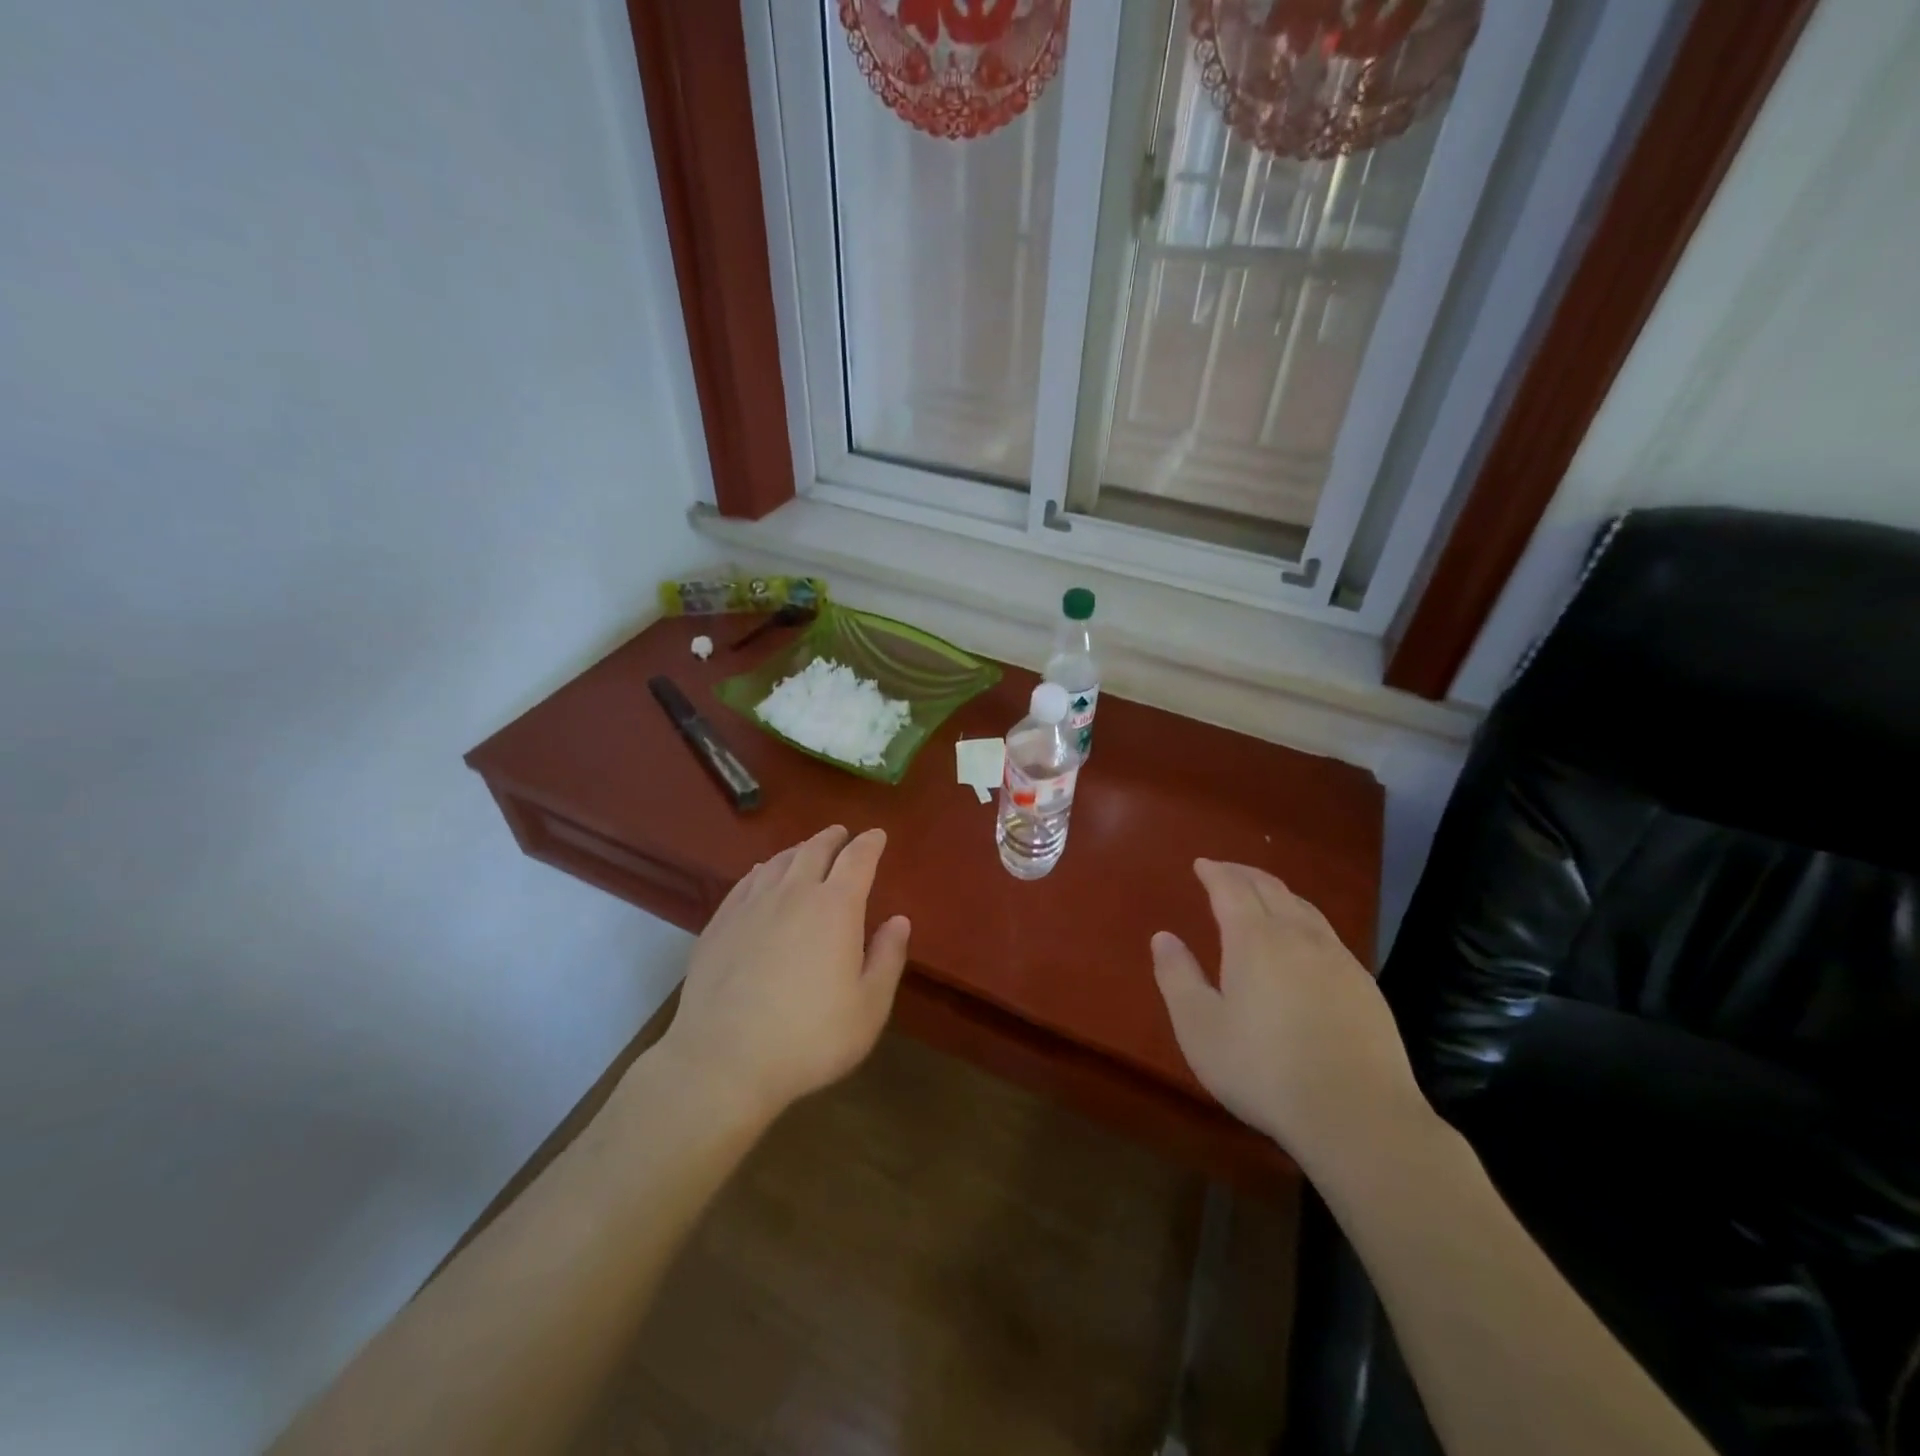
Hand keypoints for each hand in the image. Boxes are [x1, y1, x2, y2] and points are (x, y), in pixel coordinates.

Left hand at [657, 825, 910, 1125]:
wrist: (723, 1061)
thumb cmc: (809, 1038)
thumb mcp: (868, 1008)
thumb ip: (887, 958)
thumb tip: (899, 920)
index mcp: (835, 908)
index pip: (857, 860)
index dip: (870, 843)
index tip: (877, 835)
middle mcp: (793, 894)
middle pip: (815, 851)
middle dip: (833, 838)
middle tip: (842, 834)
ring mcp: (751, 906)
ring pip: (778, 863)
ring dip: (798, 850)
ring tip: (806, 850)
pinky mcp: (719, 924)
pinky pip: (746, 882)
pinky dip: (763, 870)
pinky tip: (762, 875)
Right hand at [1151, 859, 1427, 1168]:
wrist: (1358, 1116)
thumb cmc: (1264, 1071)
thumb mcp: (1200, 1028)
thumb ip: (1177, 977)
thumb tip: (1163, 937)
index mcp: (1255, 940)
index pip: (1231, 889)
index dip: (1214, 872)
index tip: (1201, 864)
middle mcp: (1298, 936)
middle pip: (1270, 888)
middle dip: (1244, 874)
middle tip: (1225, 870)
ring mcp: (1338, 959)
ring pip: (1304, 908)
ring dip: (1277, 892)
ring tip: (1262, 895)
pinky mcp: (1364, 985)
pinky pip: (1327, 933)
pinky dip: (1303, 919)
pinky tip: (1303, 941)